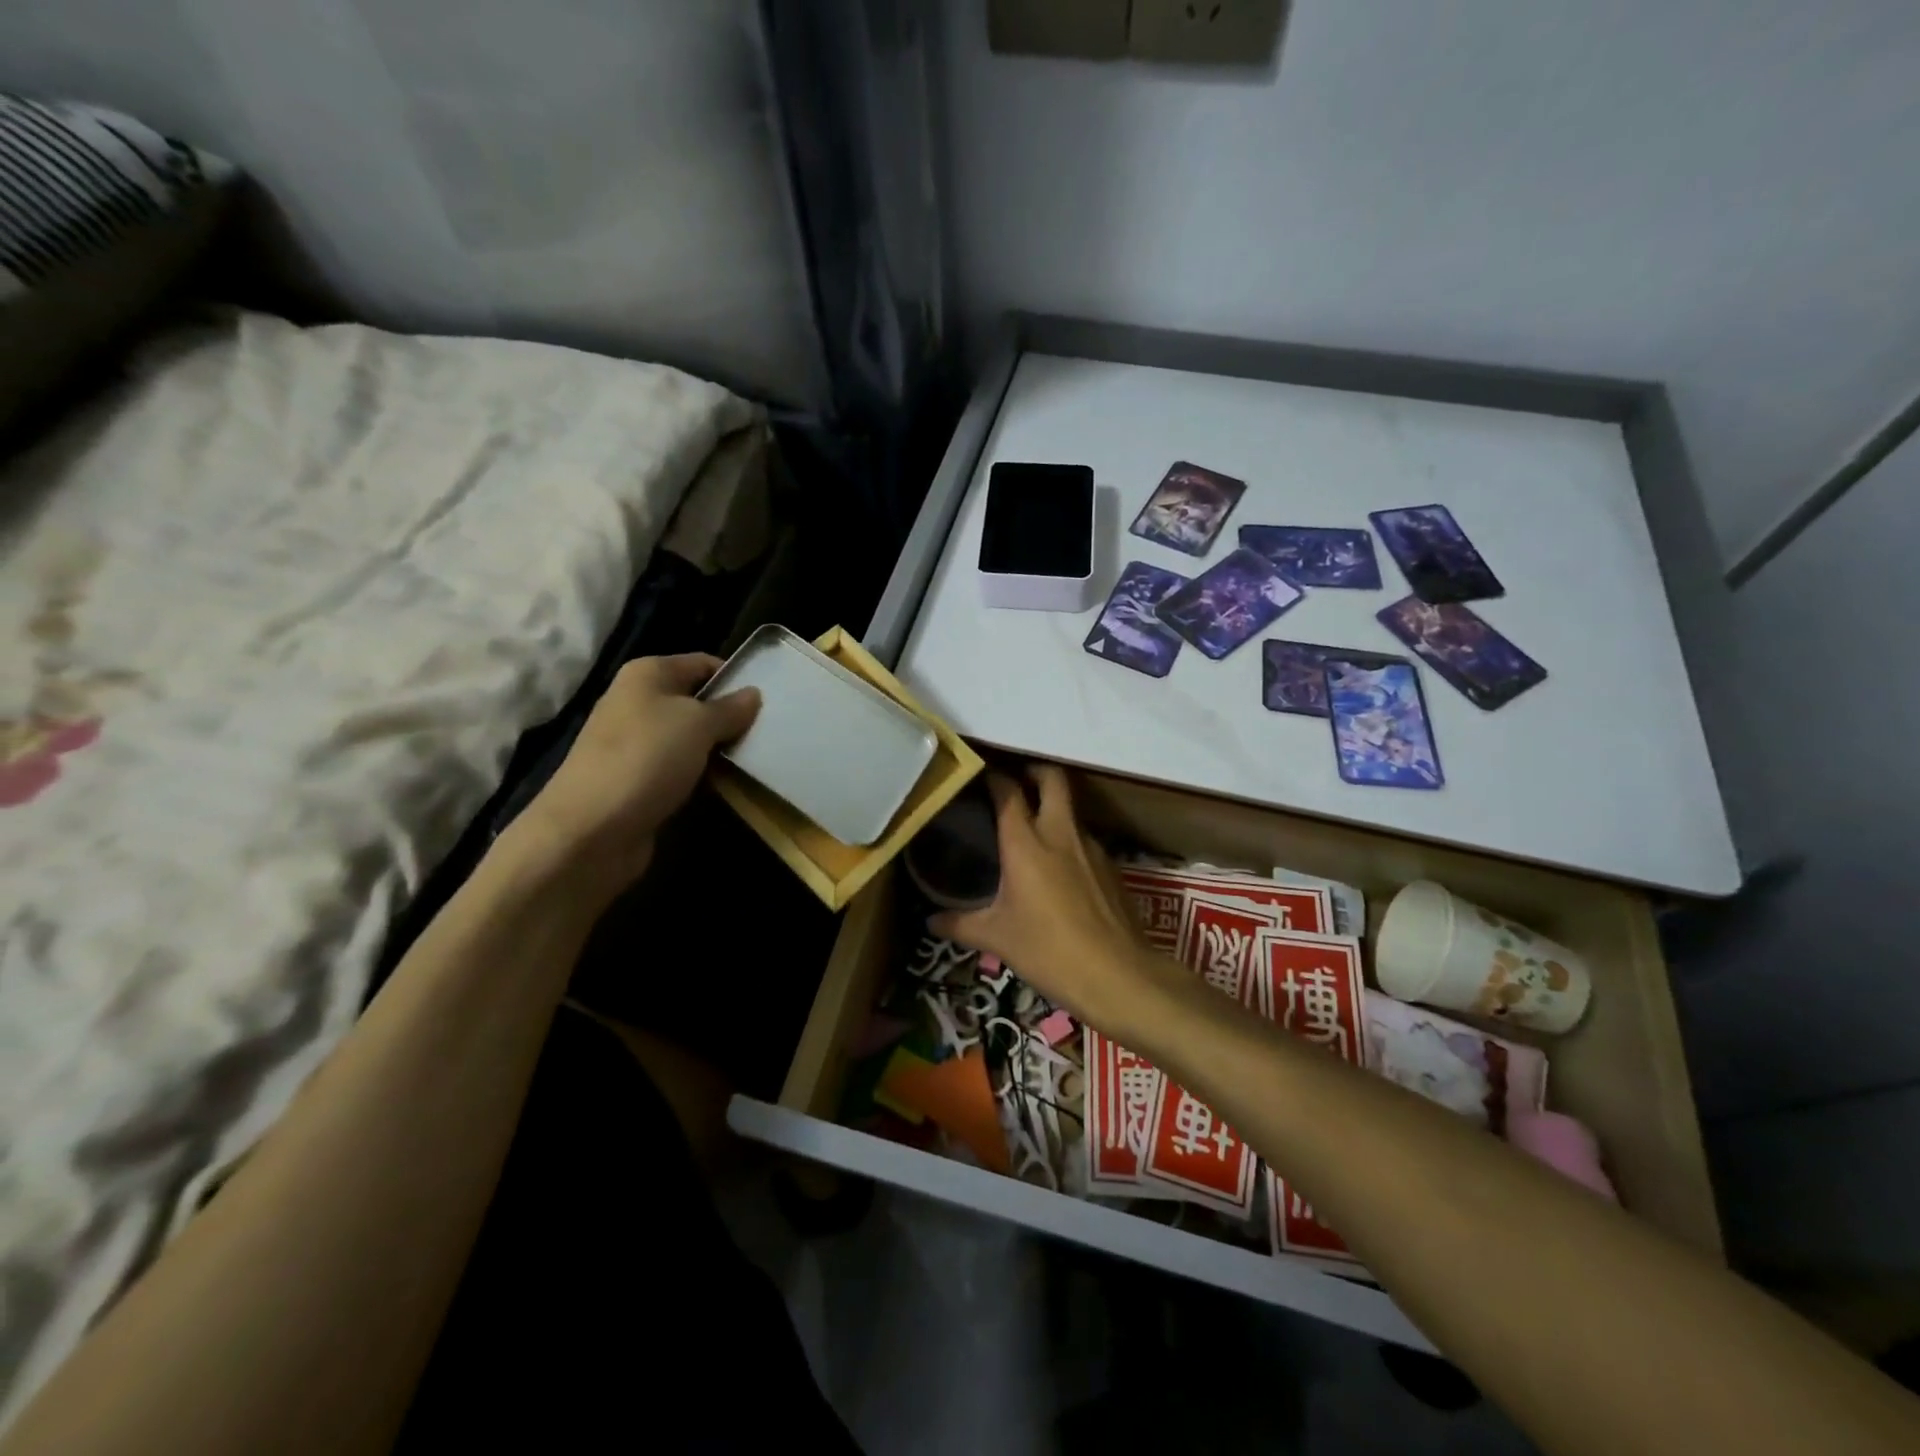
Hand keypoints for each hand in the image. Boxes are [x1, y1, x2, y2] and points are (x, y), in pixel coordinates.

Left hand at [508, 654, 758, 896]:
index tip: (770, 699)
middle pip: (697, 701)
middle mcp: (638, 702)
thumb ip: (729, 708)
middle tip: (770, 731)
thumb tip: (753, 694)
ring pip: (691, 737)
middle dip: (731, 716)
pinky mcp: (639, 779)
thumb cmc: (646, 759)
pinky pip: (681, 767)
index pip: (703, 663)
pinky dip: (703, 773)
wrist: (591, 830)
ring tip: (756, 757)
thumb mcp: (698, 724)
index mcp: (647, 674)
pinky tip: (729, 783)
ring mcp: (636, 743)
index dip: (735, 678)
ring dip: (720, 748)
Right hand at [930, 766, 1166, 1033]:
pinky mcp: (1112, 867)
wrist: (1118, 975)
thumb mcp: (997, 939)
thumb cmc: (1048, 951)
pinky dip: (1069, 842)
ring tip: (1034, 831)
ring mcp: (1091, 848)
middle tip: (1016, 782)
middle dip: (1034, 771)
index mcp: (1026, 843)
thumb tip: (931, 920)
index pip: (1008, 791)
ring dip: (1053, 809)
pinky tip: (1060, 870)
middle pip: (1052, 779)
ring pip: (1071, 810)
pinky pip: (1085, 840)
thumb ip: (961, 924)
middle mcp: (1060, 834)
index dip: (994, 777)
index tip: (981, 776)